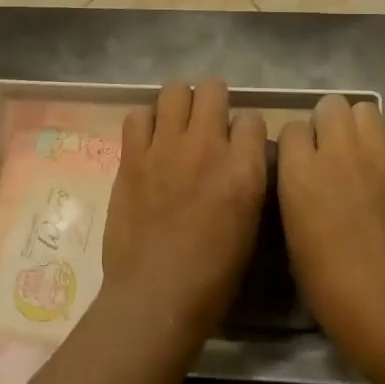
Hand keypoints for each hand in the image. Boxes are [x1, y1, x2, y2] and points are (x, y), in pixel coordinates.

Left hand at [101, 79, 267, 348]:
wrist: (156, 295)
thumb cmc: (213, 276)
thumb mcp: (250, 226)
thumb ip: (248, 181)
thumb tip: (242, 159)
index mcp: (244, 169)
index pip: (252, 118)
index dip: (246, 130)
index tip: (239, 144)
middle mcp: (207, 146)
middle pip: (213, 88)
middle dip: (214, 101)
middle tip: (207, 124)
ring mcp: (165, 147)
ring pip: (174, 90)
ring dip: (179, 104)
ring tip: (177, 125)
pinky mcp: (132, 156)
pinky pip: (138, 115)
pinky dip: (145, 122)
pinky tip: (149, 141)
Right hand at [277, 95, 384, 374]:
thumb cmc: (327, 284)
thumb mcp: (292, 235)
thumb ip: (295, 194)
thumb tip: (301, 177)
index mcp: (299, 172)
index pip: (291, 126)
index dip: (296, 143)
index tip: (300, 161)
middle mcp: (337, 153)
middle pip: (330, 105)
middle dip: (328, 122)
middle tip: (332, 151)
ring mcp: (379, 158)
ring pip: (368, 109)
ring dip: (363, 126)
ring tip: (366, 151)